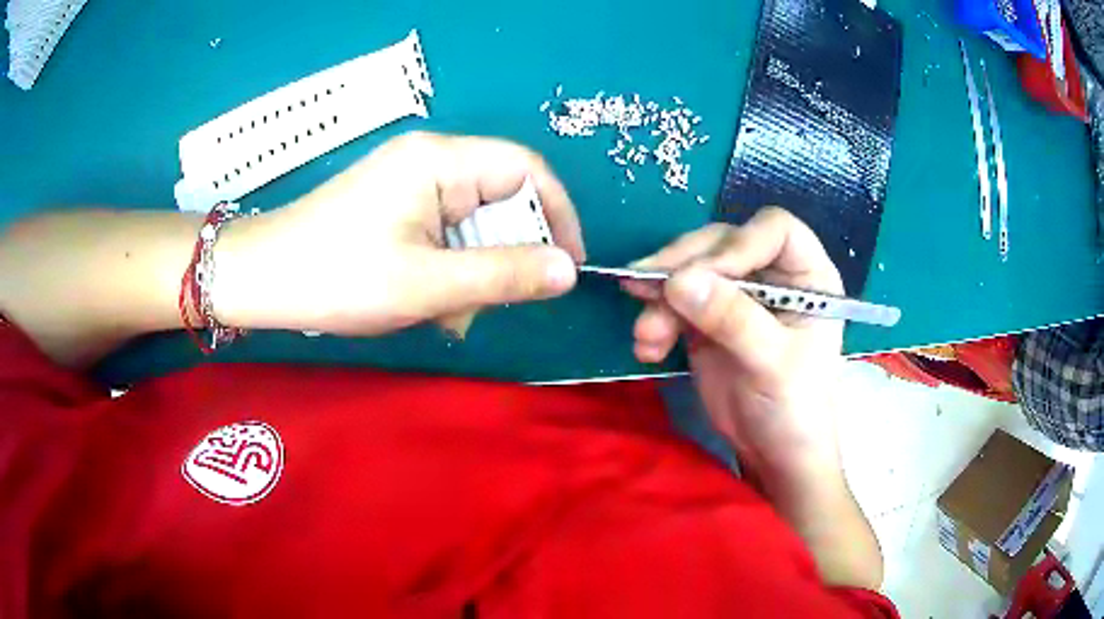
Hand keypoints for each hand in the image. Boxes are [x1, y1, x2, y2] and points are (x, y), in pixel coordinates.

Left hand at [215, 132, 585, 335]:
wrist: (264, 280)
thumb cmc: (339, 277)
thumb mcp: (428, 283)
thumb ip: (505, 275)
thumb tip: (569, 271)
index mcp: (440, 161)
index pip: (526, 170)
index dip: (557, 215)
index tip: (567, 267)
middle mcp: (430, 161)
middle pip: (501, 199)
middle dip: (503, 256)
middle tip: (485, 305)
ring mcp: (410, 183)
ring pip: (473, 224)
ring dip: (472, 272)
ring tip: (446, 313)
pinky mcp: (396, 206)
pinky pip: (445, 233)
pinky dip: (448, 270)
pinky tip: (428, 302)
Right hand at [624, 207, 843, 480]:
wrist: (774, 453)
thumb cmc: (796, 408)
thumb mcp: (772, 363)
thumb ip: (732, 319)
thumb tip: (678, 281)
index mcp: (807, 275)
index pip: (773, 230)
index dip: (738, 245)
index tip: (702, 275)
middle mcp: (772, 275)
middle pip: (722, 244)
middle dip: (683, 267)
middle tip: (648, 290)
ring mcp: (738, 295)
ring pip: (691, 270)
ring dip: (660, 298)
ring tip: (646, 336)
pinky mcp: (708, 318)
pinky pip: (674, 302)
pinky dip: (656, 318)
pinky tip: (647, 346)